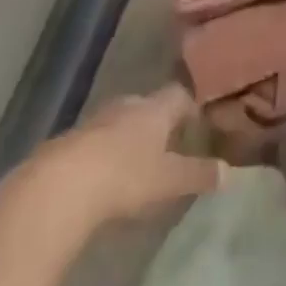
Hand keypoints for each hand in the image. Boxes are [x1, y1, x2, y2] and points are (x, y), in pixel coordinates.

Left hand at [0, 85, 222, 261]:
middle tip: (168, 145)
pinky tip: (100, 180)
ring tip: (135, 163)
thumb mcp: (168, 181)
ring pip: (119, 122)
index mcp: (155, 108)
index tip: (197, 125)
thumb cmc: (124, 178)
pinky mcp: (65, 145)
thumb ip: (198, 175)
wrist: (55, 190)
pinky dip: (101, 155)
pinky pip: (92, 143)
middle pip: (148, 105)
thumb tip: (230, 172)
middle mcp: (127, 106)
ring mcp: (93, 122)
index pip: (180, 95)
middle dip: (158, 122)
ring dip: (127, 138)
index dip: (190, 108)